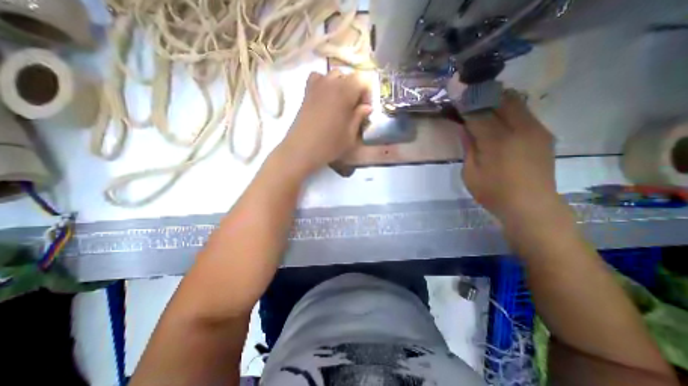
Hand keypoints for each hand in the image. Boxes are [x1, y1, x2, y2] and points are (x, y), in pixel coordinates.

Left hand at [278, 70, 369, 174]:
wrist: (302, 150)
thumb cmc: (329, 144)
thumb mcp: (350, 135)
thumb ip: (359, 117)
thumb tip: (367, 107)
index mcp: (345, 92)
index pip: (363, 79)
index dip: (367, 93)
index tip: (364, 109)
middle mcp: (331, 83)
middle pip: (349, 76)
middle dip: (355, 90)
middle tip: (354, 108)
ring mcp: (316, 86)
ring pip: (334, 75)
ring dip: (341, 86)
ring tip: (340, 104)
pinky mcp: (306, 92)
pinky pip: (317, 78)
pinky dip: (324, 83)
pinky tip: (325, 98)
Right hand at [456, 90, 564, 226]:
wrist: (531, 206)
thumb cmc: (493, 192)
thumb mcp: (470, 173)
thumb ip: (468, 147)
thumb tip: (465, 128)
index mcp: (497, 141)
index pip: (478, 113)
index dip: (466, 106)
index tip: (456, 102)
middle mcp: (520, 129)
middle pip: (502, 99)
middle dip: (484, 97)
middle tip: (470, 104)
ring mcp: (536, 130)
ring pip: (516, 102)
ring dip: (498, 101)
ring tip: (483, 109)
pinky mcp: (544, 134)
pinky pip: (525, 113)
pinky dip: (510, 111)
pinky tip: (500, 123)